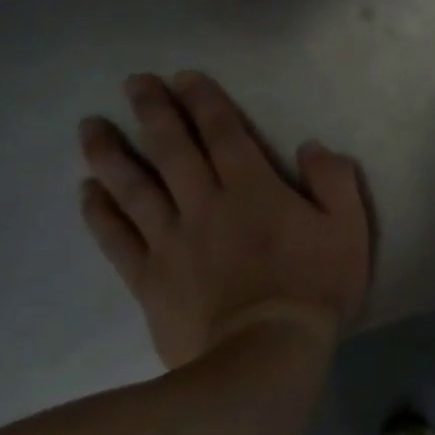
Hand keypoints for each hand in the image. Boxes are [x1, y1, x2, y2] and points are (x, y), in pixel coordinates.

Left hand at [77, 72, 372, 368]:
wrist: (263, 357)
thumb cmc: (314, 286)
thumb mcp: (348, 226)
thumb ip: (333, 179)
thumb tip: (310, 146)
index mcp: (253, 188)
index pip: (224, 133)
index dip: (204, 102)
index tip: (183, 77)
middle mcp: (205, 204)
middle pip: (173, 150)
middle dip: (154, 112)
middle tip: (134, 82)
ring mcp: (171, 241)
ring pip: (135, 188)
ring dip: (112, 154)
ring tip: (90, 127)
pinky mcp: (149, 279)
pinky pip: (117, 238)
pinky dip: (99, 212)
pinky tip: (86, 191)